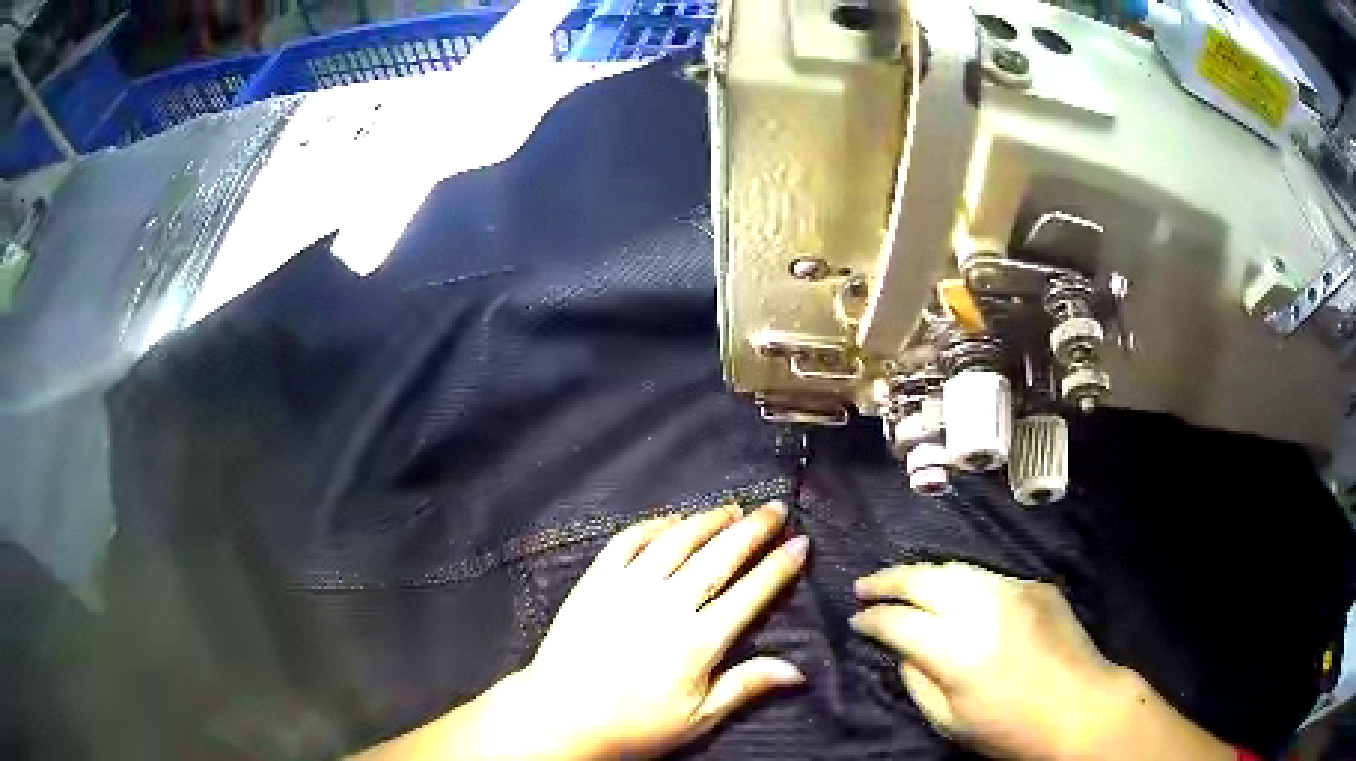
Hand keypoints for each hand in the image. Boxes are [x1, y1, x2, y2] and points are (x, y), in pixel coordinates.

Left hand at [517, 502, 808, 758]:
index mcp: (697, 642)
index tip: (801, 543)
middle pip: (719, 556)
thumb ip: (746, 686)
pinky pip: (628, 541)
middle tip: (776, 509)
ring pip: (677, 541)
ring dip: (709, 520)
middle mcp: (666, 605)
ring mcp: (627, 587)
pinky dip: (655, 525)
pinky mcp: (595, 581)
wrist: (561, 716)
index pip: (750, 593)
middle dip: (754, 529)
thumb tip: (798, 670)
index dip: (779, 566)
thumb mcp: (697, 719)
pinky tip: (673, 520)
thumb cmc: (635, 725)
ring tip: (733, 509)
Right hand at [851, 562, 1127, 759]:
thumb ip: (917, 680)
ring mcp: (1013, 589)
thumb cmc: (1011, 729)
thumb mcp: (950, 721)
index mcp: (957, 651)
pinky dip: (961, 582)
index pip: (899, 622)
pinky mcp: (1035, 585)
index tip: (857, 620)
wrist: (1082, 707)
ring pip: (955, 569)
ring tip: (901, 582)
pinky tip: (954, 594)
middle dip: (888, 581)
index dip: (872, 620)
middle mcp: (982, 608)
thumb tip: (902, 649)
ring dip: (922, 574)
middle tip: (865, 586)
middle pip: (923, 580)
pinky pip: (987, 577)